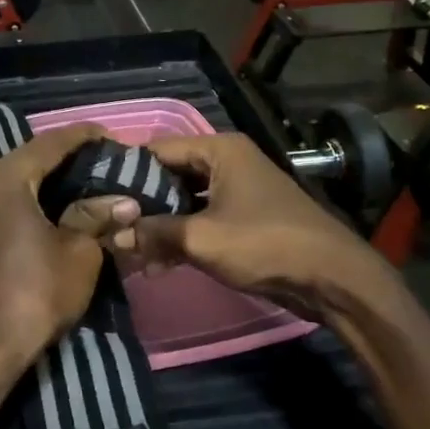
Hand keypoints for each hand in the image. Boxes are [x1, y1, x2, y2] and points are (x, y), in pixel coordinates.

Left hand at [0, 124, 141, 384]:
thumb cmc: (36, 292)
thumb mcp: (79, 253)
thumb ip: (97, 217)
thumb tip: (123, 202)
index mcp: (5, 180)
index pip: (49, 144)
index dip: (82, 136)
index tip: (110, 135)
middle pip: (27, 158)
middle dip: (65, 157)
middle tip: (100, 159)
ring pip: (13, 181)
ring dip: (46, 179)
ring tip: (83, 181)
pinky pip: (2, 201)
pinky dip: (29, 198)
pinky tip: (54, 207)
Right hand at [126, 134, 406, 322]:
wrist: (333, 279)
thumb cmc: (266, 244)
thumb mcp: (202, 238)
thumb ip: (154, 233)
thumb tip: (113, 236)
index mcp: (219, 150)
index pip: (157, 150)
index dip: (126, 171)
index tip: (96, 195)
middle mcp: (227, 162)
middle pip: (170, 175)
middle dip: (141, 204)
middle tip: (108, 227)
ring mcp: (237, 190)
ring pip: (184, 201)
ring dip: (159, 225)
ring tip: (127, 251)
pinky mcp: (244, 218)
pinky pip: (201, 219)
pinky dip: (181, 236)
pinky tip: (156, 264)